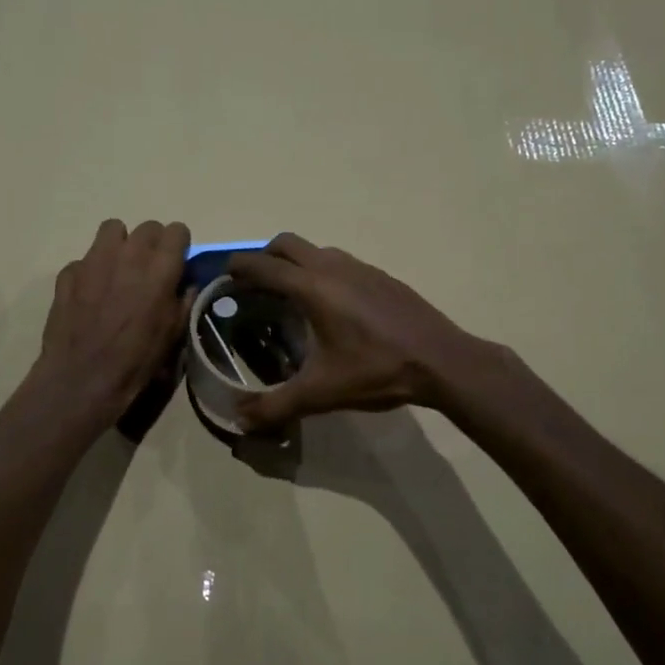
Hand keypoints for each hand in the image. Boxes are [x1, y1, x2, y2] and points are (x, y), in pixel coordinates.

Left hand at [33, 219, 190, 426]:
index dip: (179, 245)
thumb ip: (184, 301)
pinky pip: (85, 259)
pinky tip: (91, 295)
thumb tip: (186, 284)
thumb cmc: (137, 360)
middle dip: (153, 243)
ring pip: (112, 230)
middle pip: (147, 227)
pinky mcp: (68, 273)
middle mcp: (128, 254)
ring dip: (121, 245)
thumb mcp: (174, 334)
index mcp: (159, 268)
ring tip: (120, 270)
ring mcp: (93, 260)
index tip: (177, 262)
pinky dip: (91, 271)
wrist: (83, 378)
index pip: (177, 230)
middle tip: (150, 269)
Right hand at [226, 234, 482, 430]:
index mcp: (312, 287)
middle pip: (286, 244)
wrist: (442, 360)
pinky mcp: (382, 276)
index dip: (237, 268)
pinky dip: (322, 272)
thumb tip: (238, 420)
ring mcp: (361, 268)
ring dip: (295, 263)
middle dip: (263, 258)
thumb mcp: (321, 393)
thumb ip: (275, 406)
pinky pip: (340, 262)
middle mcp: (333, 267)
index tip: (223, 279)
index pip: (262, 265)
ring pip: (316, 250)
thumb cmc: (377, 371)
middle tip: (254, 288)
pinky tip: (332, 308)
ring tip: (290, 298)